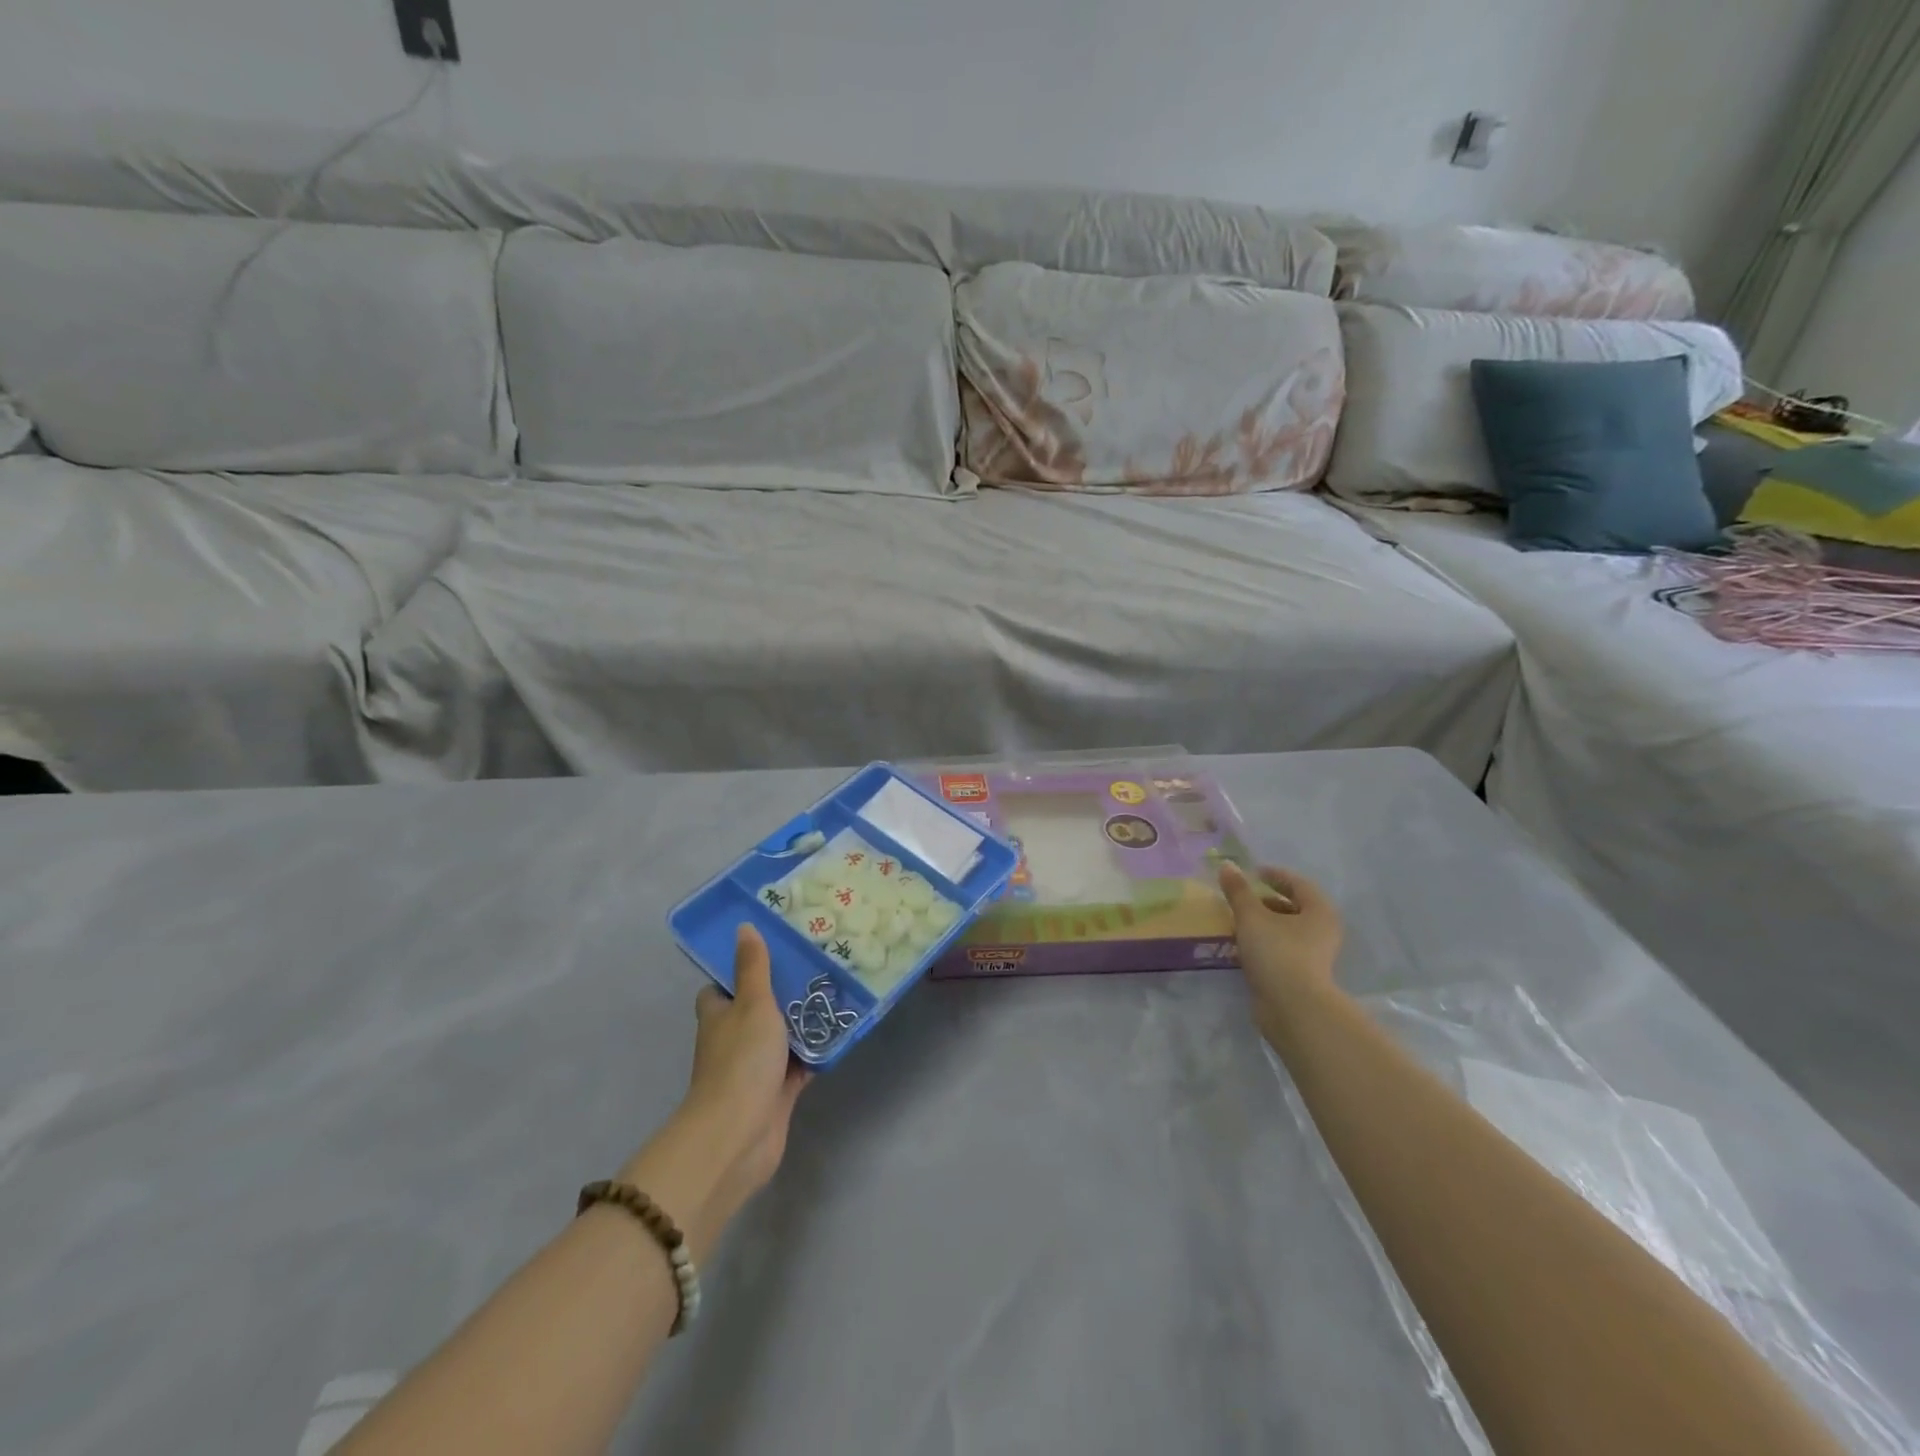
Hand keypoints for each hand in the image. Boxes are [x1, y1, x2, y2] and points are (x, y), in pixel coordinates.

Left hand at [621, 924, 807, 1257]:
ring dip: (803, 1022)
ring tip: (836, 992)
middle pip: (758, 1009)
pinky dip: (816, 1052)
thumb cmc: (741, 1060)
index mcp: (719, 1015)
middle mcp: (733, 1039)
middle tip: (818, 965)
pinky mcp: (776, 1092)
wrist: (739, 1134)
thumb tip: (744, 927)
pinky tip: (840, 1033)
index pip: (724, 986)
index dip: (743, 969)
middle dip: (783, 992)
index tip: (774, 950)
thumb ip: (754, 967)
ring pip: (781, 1036)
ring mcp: (754, 1067)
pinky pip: (799, 1064)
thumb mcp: (752, 1003)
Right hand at [1219, 861, 1344, 1007]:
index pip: (1297, 883)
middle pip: (1293, 907)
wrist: (1293, 1008)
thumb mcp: (1251, 916)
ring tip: (1236, 921)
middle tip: (1241, 898)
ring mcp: (1315, 955)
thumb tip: (1227, 865)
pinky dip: (1264, 943)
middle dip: (1266, 901)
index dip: (1274, 875)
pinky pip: (1281, 950)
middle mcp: (1323, 930)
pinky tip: (1242, 946)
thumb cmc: (1277, 952)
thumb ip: (1238, 891)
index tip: (1252, 873)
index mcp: (1319, 911)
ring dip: (1263, 923)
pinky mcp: (1302, 975)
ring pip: (1286, 930)